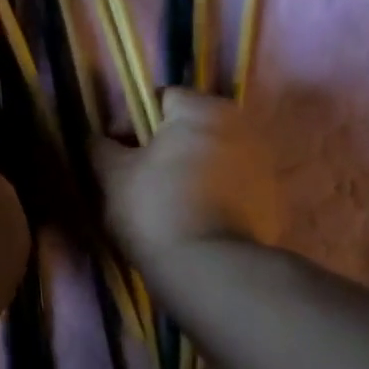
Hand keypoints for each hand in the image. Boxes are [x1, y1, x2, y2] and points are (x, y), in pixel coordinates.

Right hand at [92, 88, 278, 266]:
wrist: (210, 269)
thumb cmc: (154, 210)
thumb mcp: (113, 177)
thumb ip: (100, 149)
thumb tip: (96, 139)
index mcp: (203, 110)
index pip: (160, 99)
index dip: (129, 122)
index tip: (113, 154)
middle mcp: (242, 126)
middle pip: (189, 128)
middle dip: (161, 148)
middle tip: (134, 180)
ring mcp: (263, 164)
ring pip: (210, 158)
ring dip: (187, 171)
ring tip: (162, 205)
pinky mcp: (272, 199)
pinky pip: (230, 187)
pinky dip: (210, 196)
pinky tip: (190, 222)